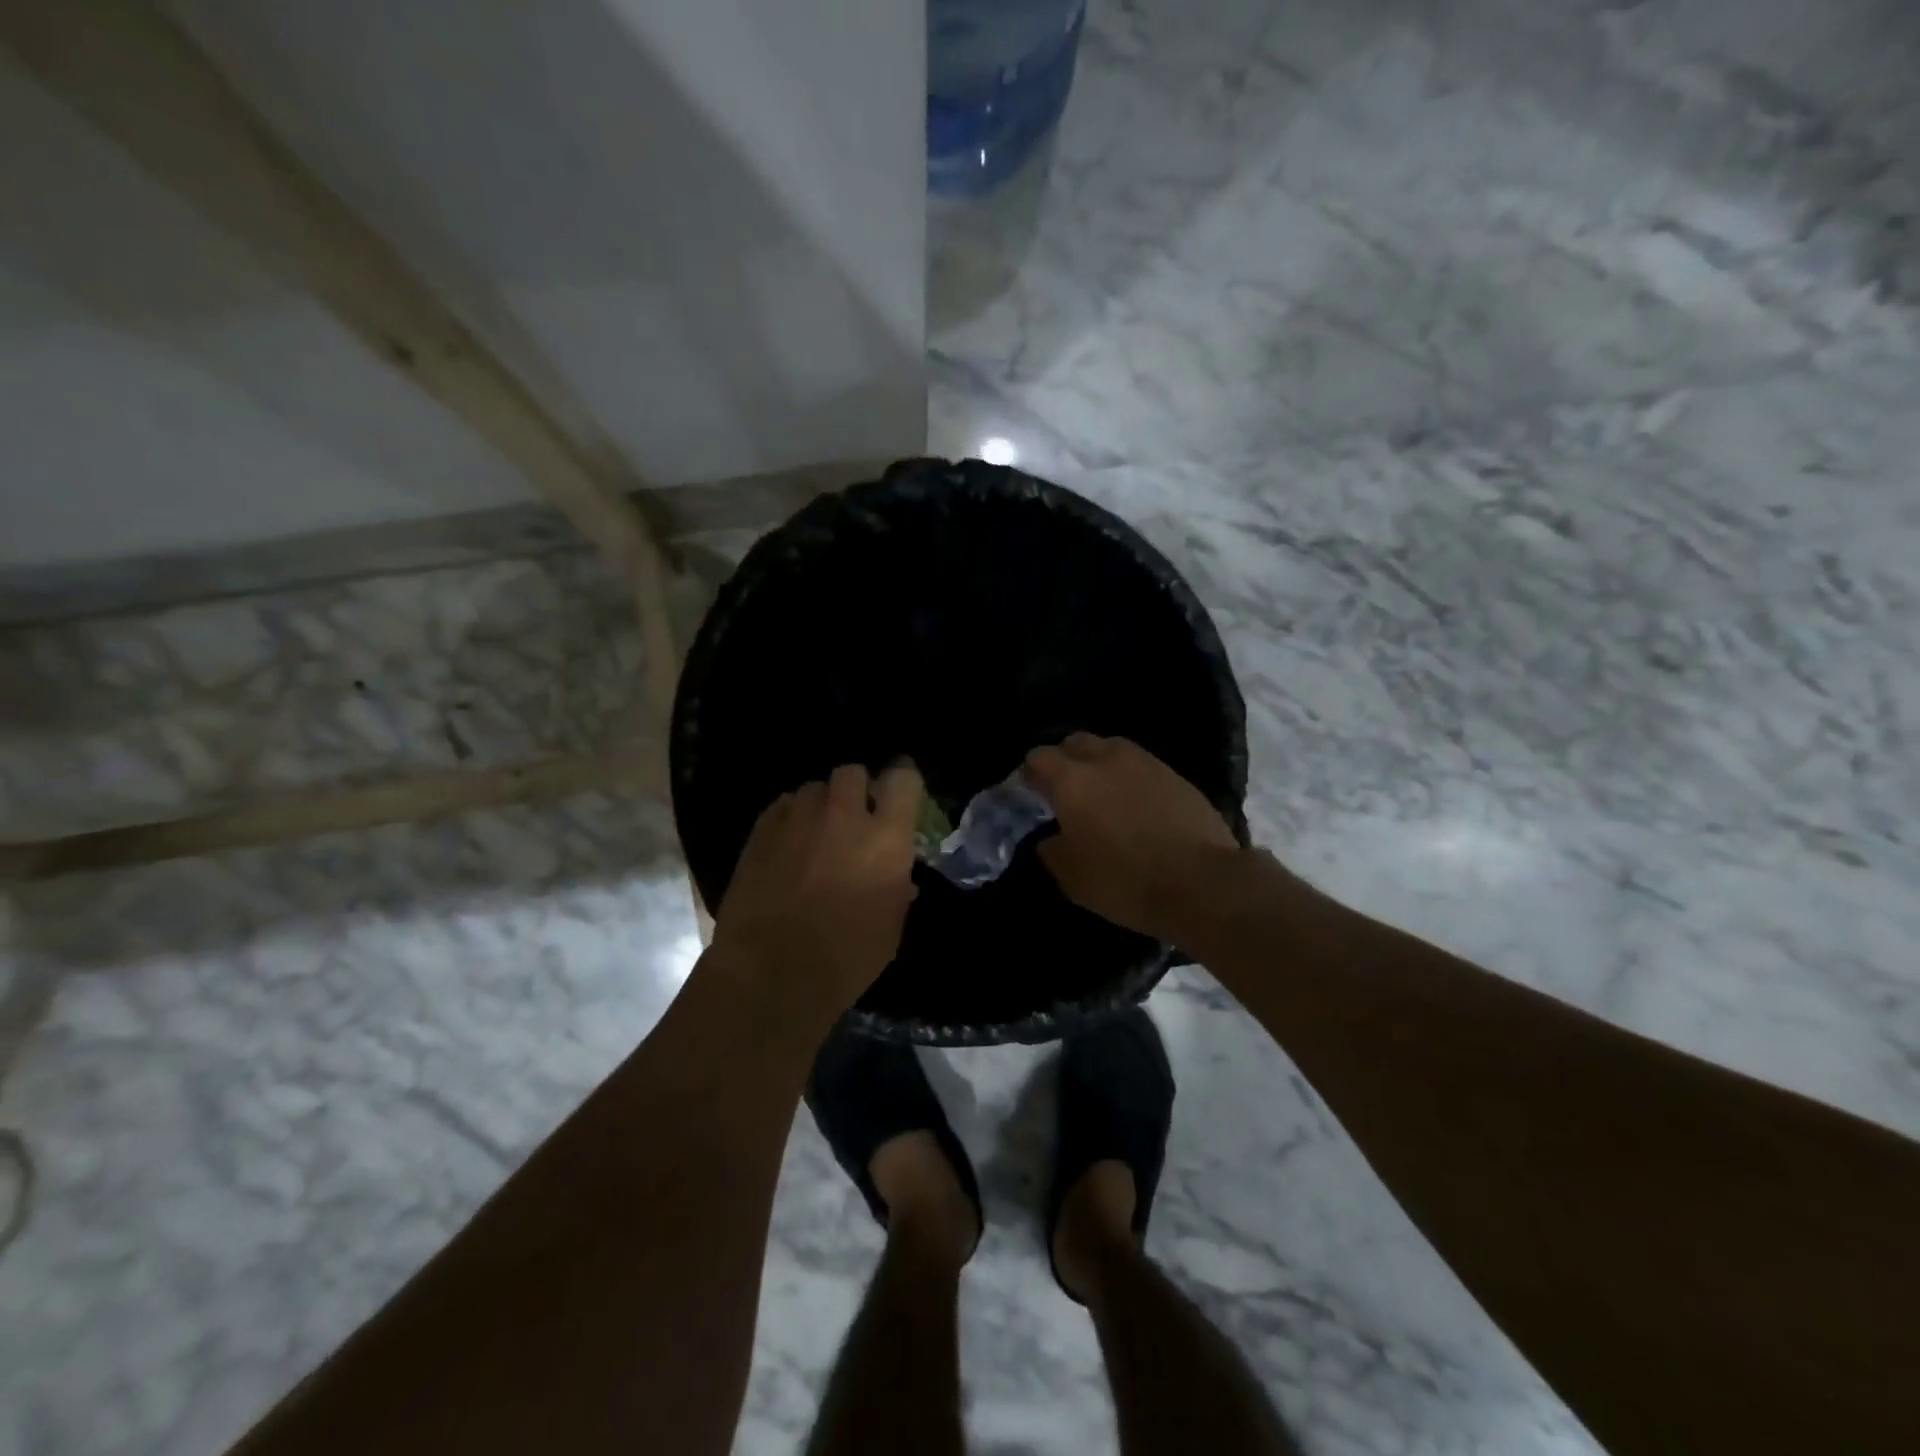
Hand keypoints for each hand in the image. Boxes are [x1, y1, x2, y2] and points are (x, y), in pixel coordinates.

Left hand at [710, 761, 923, 1018]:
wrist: (771, 972)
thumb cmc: (846, 958)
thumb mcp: (890, 928)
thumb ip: (897, 889)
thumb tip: (899, 876)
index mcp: (885, 837)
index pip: (902, 779)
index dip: (902, 782)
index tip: (899, 794)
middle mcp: (844, 815)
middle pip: (852, 772)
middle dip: (856, 789)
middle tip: (854, 817)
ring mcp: (799, 818)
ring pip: (813, 788)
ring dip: (820, 805)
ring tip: (815, 833)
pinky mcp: (761, 830)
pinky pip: (782, 807)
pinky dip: (789, 819)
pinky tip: (786, 845)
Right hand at [1025, 734, 1240, 942]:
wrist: (1202, 884)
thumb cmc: (1126, 882)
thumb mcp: (1073, 880)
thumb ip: (1052, 851)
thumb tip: (1049, 839)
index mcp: (1072, 781)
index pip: (1038, 757)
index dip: (1030, 773)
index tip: (1031, 793)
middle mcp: (1105, 759)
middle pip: (1074, 742)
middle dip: (1064, 760)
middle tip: (1065, 791)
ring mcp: (1144, 762)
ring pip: (1110, 747)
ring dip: (1098, 763)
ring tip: (1102, 792)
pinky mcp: (1174, 774)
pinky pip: (1140, 764)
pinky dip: (1129, 776)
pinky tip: (1135, 803)